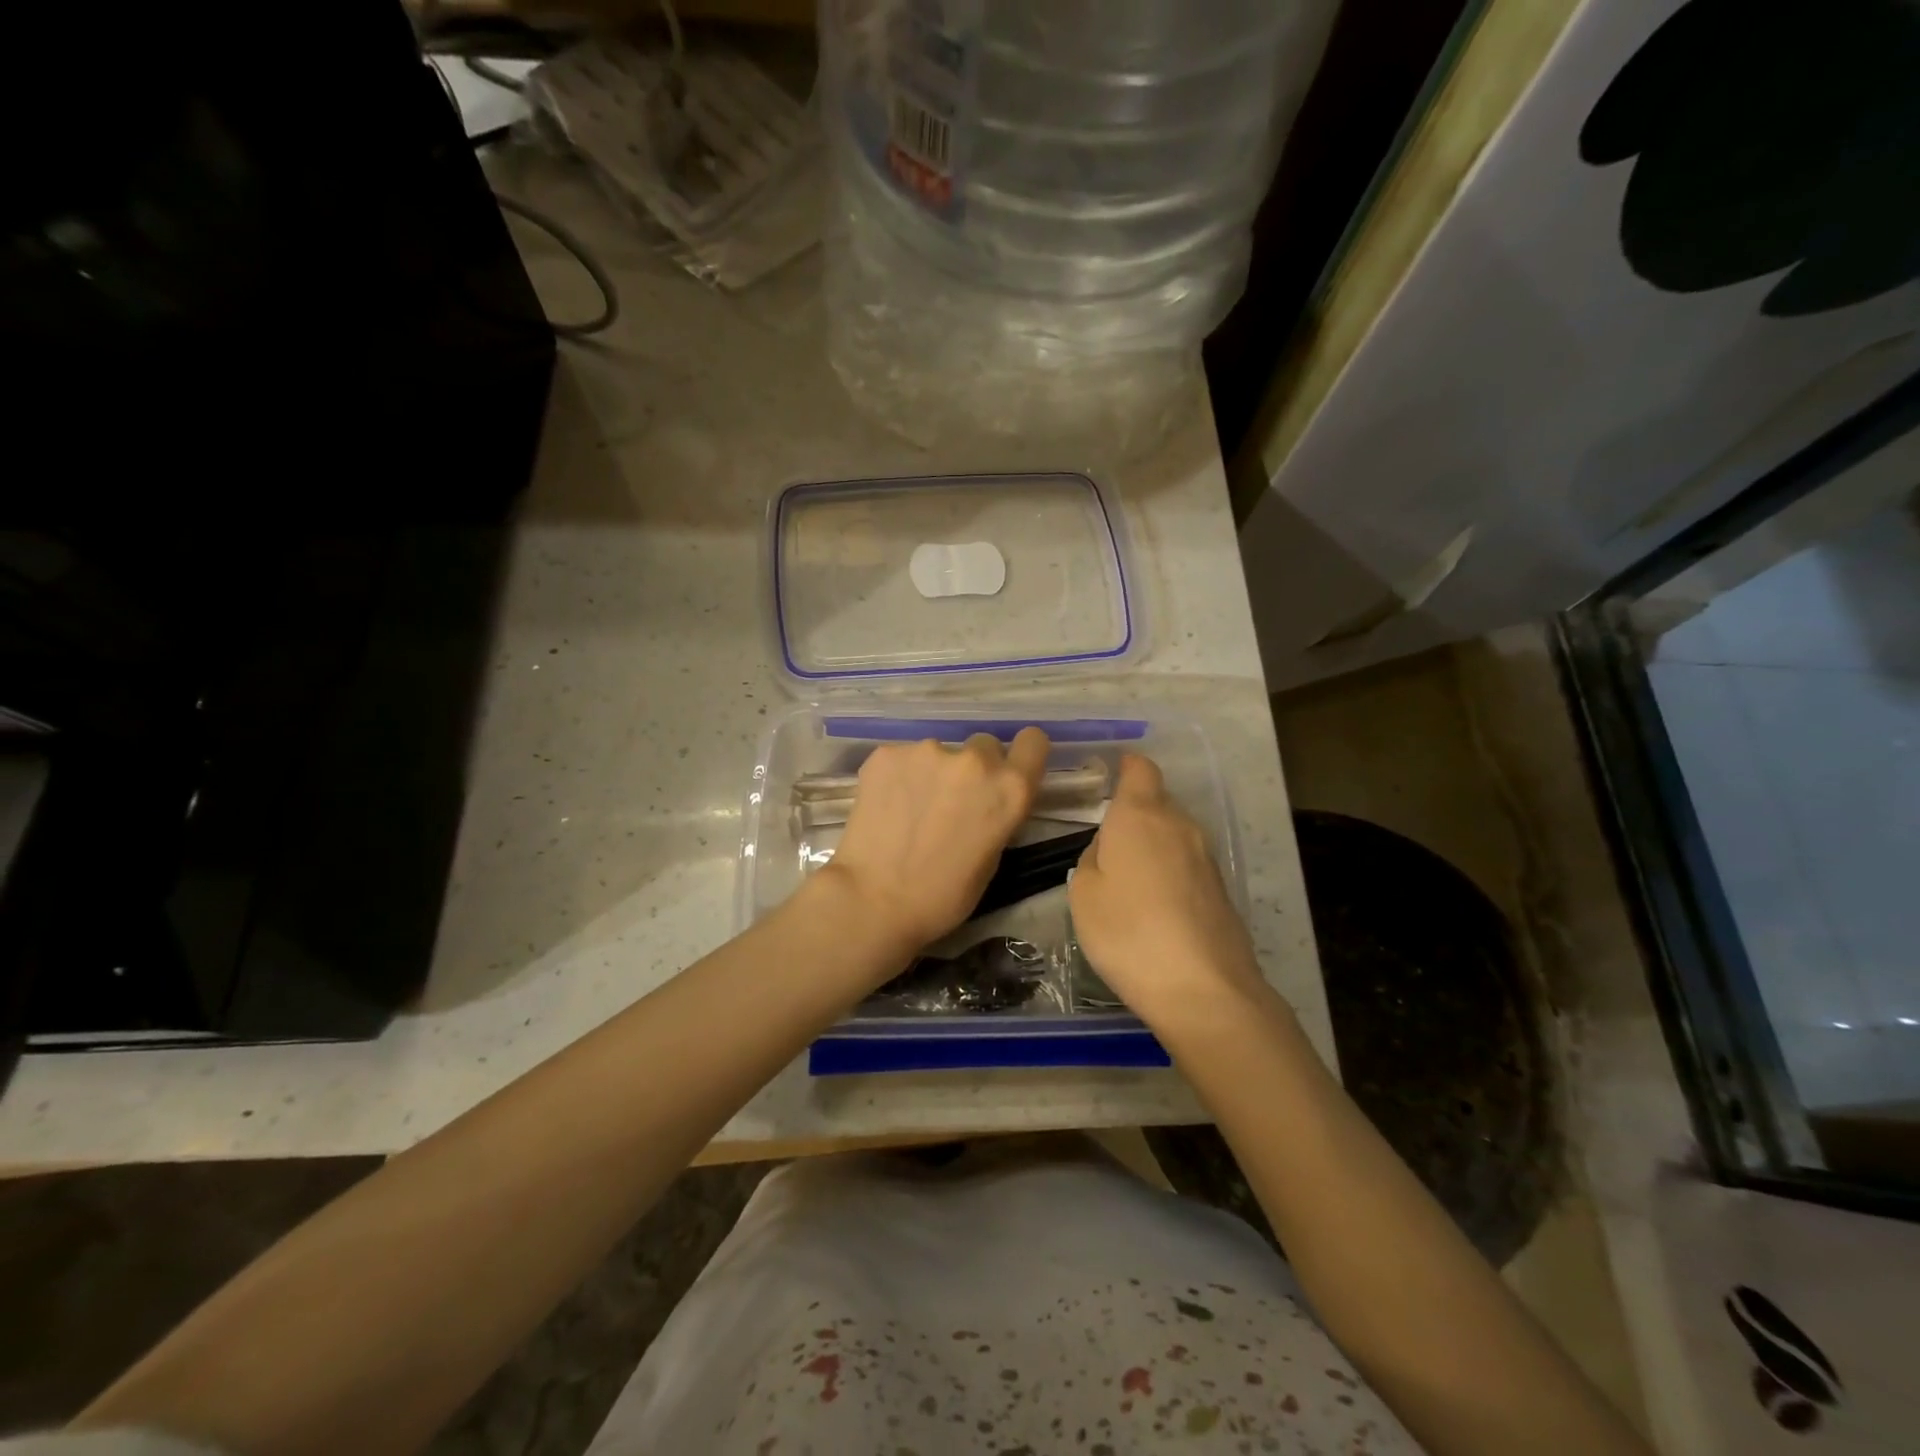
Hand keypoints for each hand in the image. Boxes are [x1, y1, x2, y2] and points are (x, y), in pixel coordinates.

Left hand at [817, 728, 1049, 965]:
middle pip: (983, 746)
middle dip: (972, 769)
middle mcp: (974, 761)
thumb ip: (996, 815)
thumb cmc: (942, 896)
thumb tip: (984, 800)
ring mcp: (927, 751)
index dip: (1021, 755)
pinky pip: (902, 759)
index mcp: (1009, 789)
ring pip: (938, 753)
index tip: (1006, 771)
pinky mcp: (887, 753)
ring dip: (931, 773)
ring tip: (909, 811)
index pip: (1033, 742)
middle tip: (950, 802)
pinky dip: (897, 777)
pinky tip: (885, 807)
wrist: (874, 901)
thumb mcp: (991, 858)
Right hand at [1068, 754, 1268, 1027]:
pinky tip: (1155, 905)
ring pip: (1173, 833)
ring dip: (1152, 844)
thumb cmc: (1128, 932)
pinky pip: (1187, 863)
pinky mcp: (1220, 888)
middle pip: (1157, 801)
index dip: (1126, 767)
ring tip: (1128, 878)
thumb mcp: (1083, 893)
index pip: (1140, 769)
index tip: (1109, 776)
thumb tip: (1109, 848)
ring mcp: (1205, 856)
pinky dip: (1169, 871)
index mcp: (1140, 815)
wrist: (1203, 988)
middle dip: (1134, 811)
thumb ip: (1092, 857)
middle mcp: (1178, 824)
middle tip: (1107, 841)